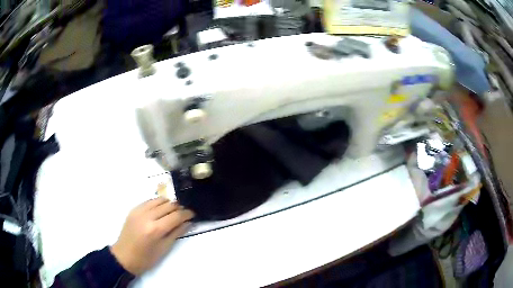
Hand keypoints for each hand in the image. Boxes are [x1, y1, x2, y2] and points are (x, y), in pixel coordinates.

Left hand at [110, 197, 194, 274]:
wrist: (124, 256)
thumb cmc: (146, 258)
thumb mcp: (164, 248)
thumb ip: (176, 233)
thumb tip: (188, 222)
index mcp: (155, 229)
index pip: (176, 216)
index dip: (187, 214)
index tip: (193, 214)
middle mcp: (147, 216)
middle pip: (168, 205)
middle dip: (179, 208)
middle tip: (184, 214)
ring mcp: (139, 211)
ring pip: (159, 200)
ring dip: (168, 204)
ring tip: (172, 212)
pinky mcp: (133, 209)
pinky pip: (149, 201)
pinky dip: (157, 204)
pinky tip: (160, 211)